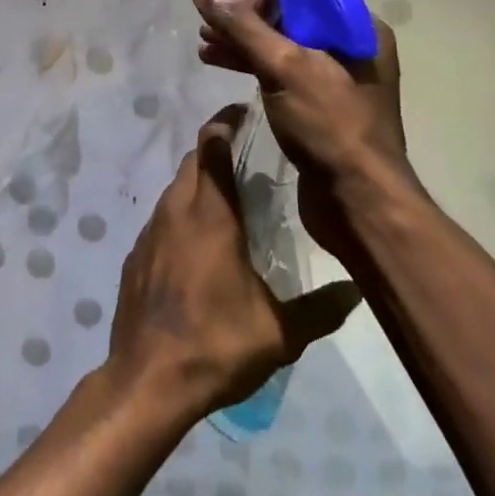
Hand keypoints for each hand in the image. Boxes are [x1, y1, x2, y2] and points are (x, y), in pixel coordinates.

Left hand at [108, 107, 361, 418]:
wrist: (147, 381)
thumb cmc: (216, 346)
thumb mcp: (279, 334)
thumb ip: (320, 309)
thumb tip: (358, 290)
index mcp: (211, 215)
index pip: (212, 145)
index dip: (226, 122)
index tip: (246, 114)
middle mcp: (176, 211)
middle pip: (192, 160)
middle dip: (216, 148)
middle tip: (248, 157)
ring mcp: (150, 232)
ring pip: (175, 188)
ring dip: (199, 182)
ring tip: (229, 200)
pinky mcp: (136, 255)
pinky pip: (161, 218)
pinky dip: (181, 214)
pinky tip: (198, 244)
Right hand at [190, 0, 424, 252]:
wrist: (358, 203)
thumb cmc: (328, 125)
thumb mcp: (284, 67)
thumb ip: (242, 25)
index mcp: (357, 27)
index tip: (227, 11)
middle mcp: (351, 47)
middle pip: (289, 17)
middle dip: (244, 21)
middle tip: (206, 28)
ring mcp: (337, 79)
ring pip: (282, 47)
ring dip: (242, 44)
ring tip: (204, 46)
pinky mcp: (321, 108)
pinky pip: (282, 74)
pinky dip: (252, 67)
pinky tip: (222, 65)